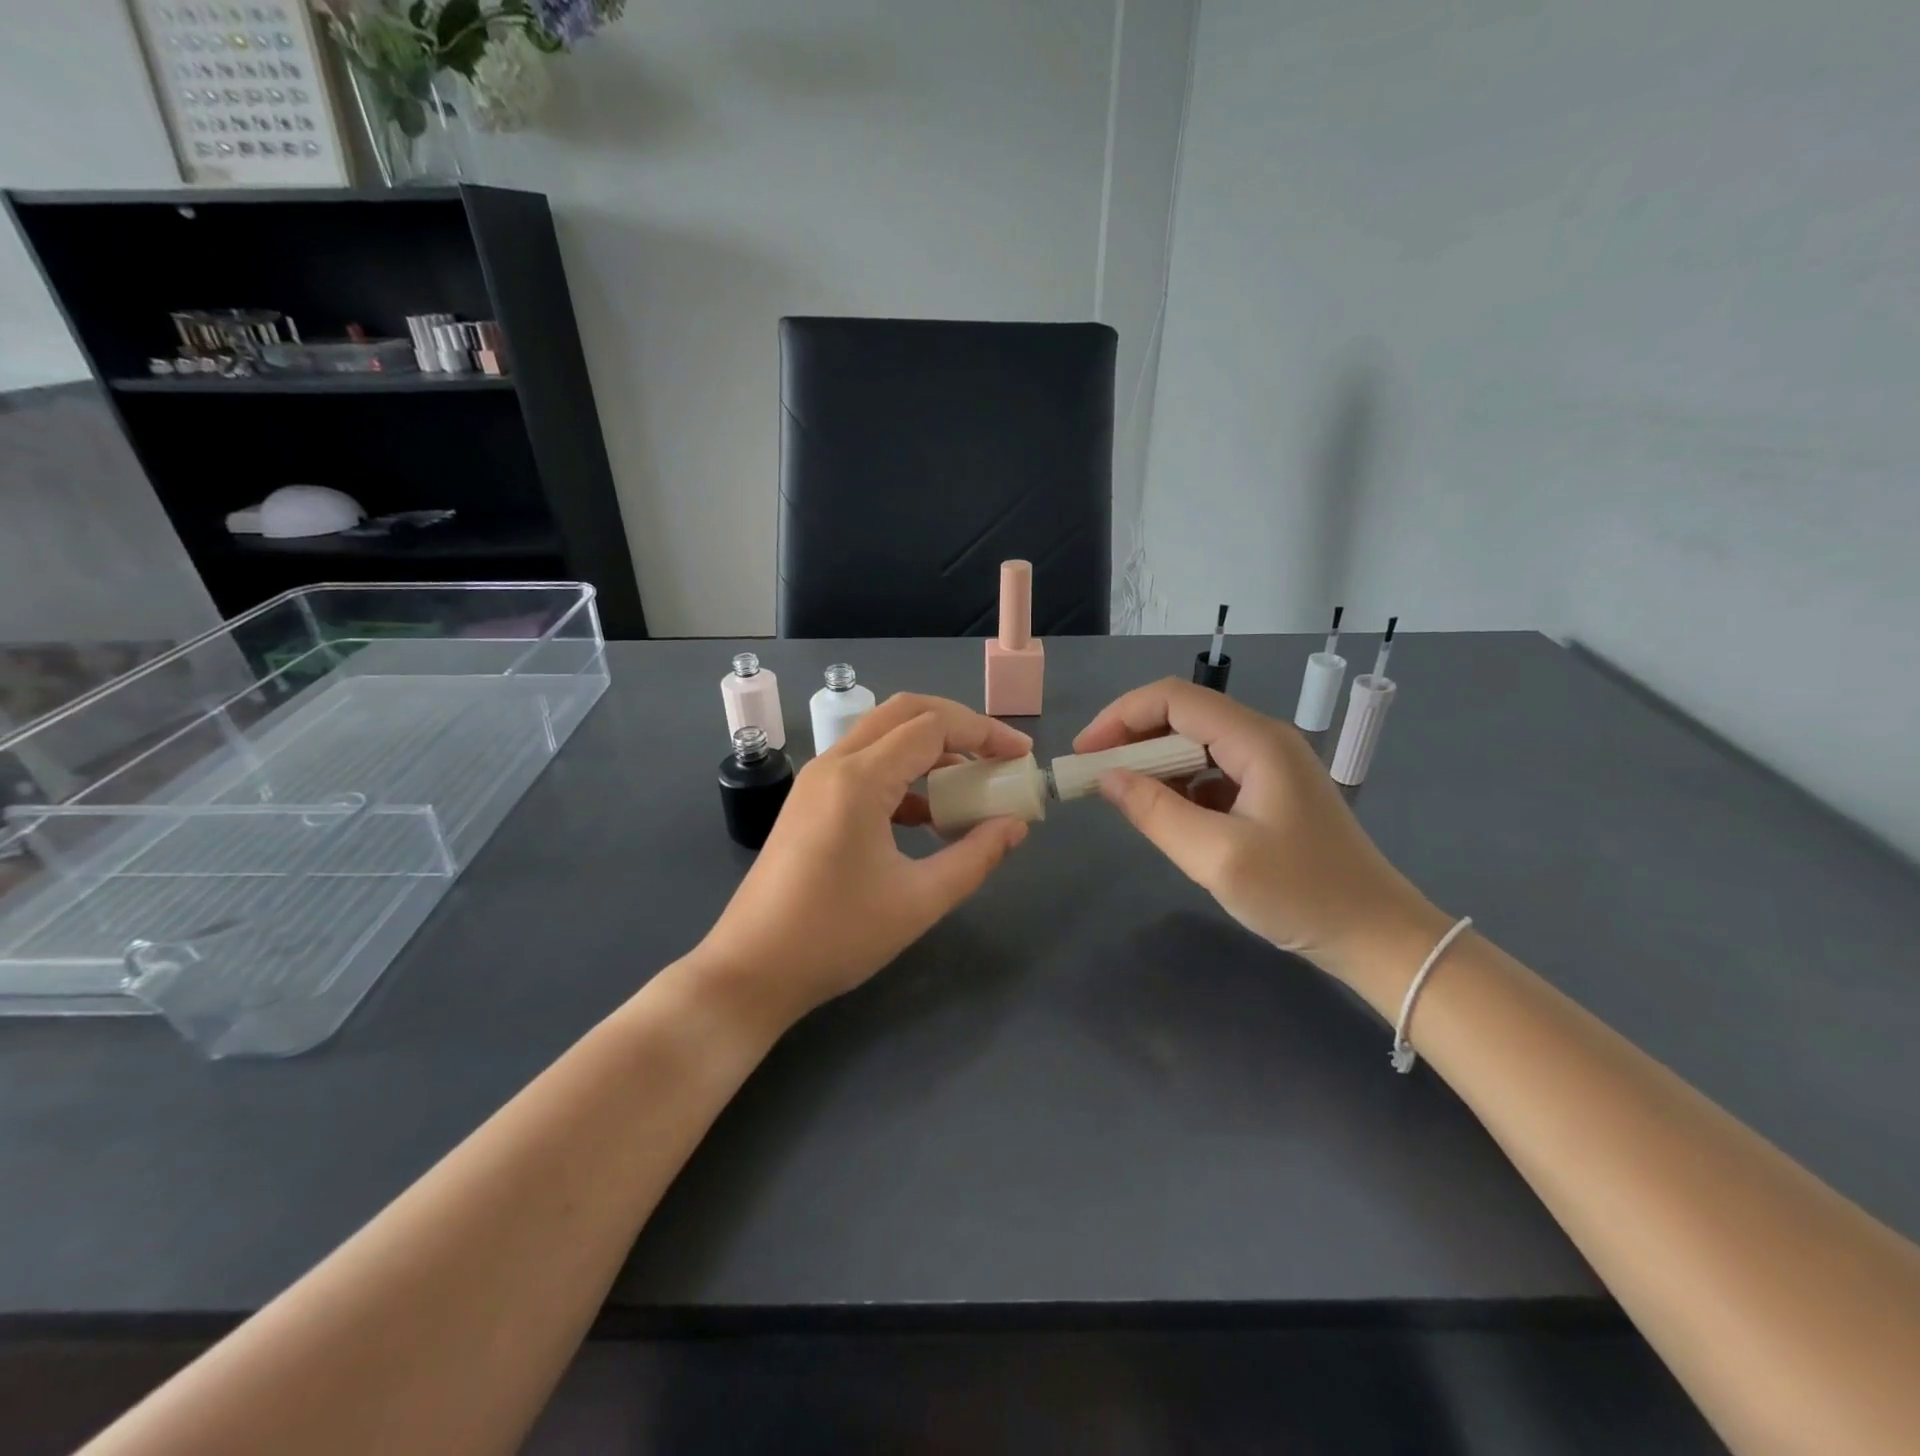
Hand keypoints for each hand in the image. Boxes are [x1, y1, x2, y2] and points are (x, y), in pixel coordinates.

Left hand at [694, 693, 1033, 1028]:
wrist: (751, 971)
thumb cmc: (836, 936)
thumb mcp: (919, 900)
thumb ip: (976, 856)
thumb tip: (1015, 825)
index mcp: (859, 779)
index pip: (933, 727)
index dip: (985, 734)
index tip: (1021, 758)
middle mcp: (834, 764)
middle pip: (905, 714)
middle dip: (959, 726)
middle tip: (997, 757)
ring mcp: (816, 781)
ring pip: (883, 737)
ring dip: (930, 750)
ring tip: (969, 787)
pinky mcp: (809, 801)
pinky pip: (864, 766)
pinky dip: (903, 776)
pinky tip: (926, 818)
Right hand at [1074, 679, 1446, 982]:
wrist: (1377, 938)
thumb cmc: (1301, 895)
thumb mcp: (1217, 857)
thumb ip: (1155, 812)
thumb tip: (1106, 777)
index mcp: (1256, 741)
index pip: (1172, 699)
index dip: (1120, 717)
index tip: (1083, 754)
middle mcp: (1263, 740)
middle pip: (1182, 715)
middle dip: (1130, 738)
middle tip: (1093, 775)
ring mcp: (1269, 766)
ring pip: (1194, 744)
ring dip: (1152, 763)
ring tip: (1120, 796)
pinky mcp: (1269, 793)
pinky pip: (1210, 773)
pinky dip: (1177, 786)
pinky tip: (1165, 815)